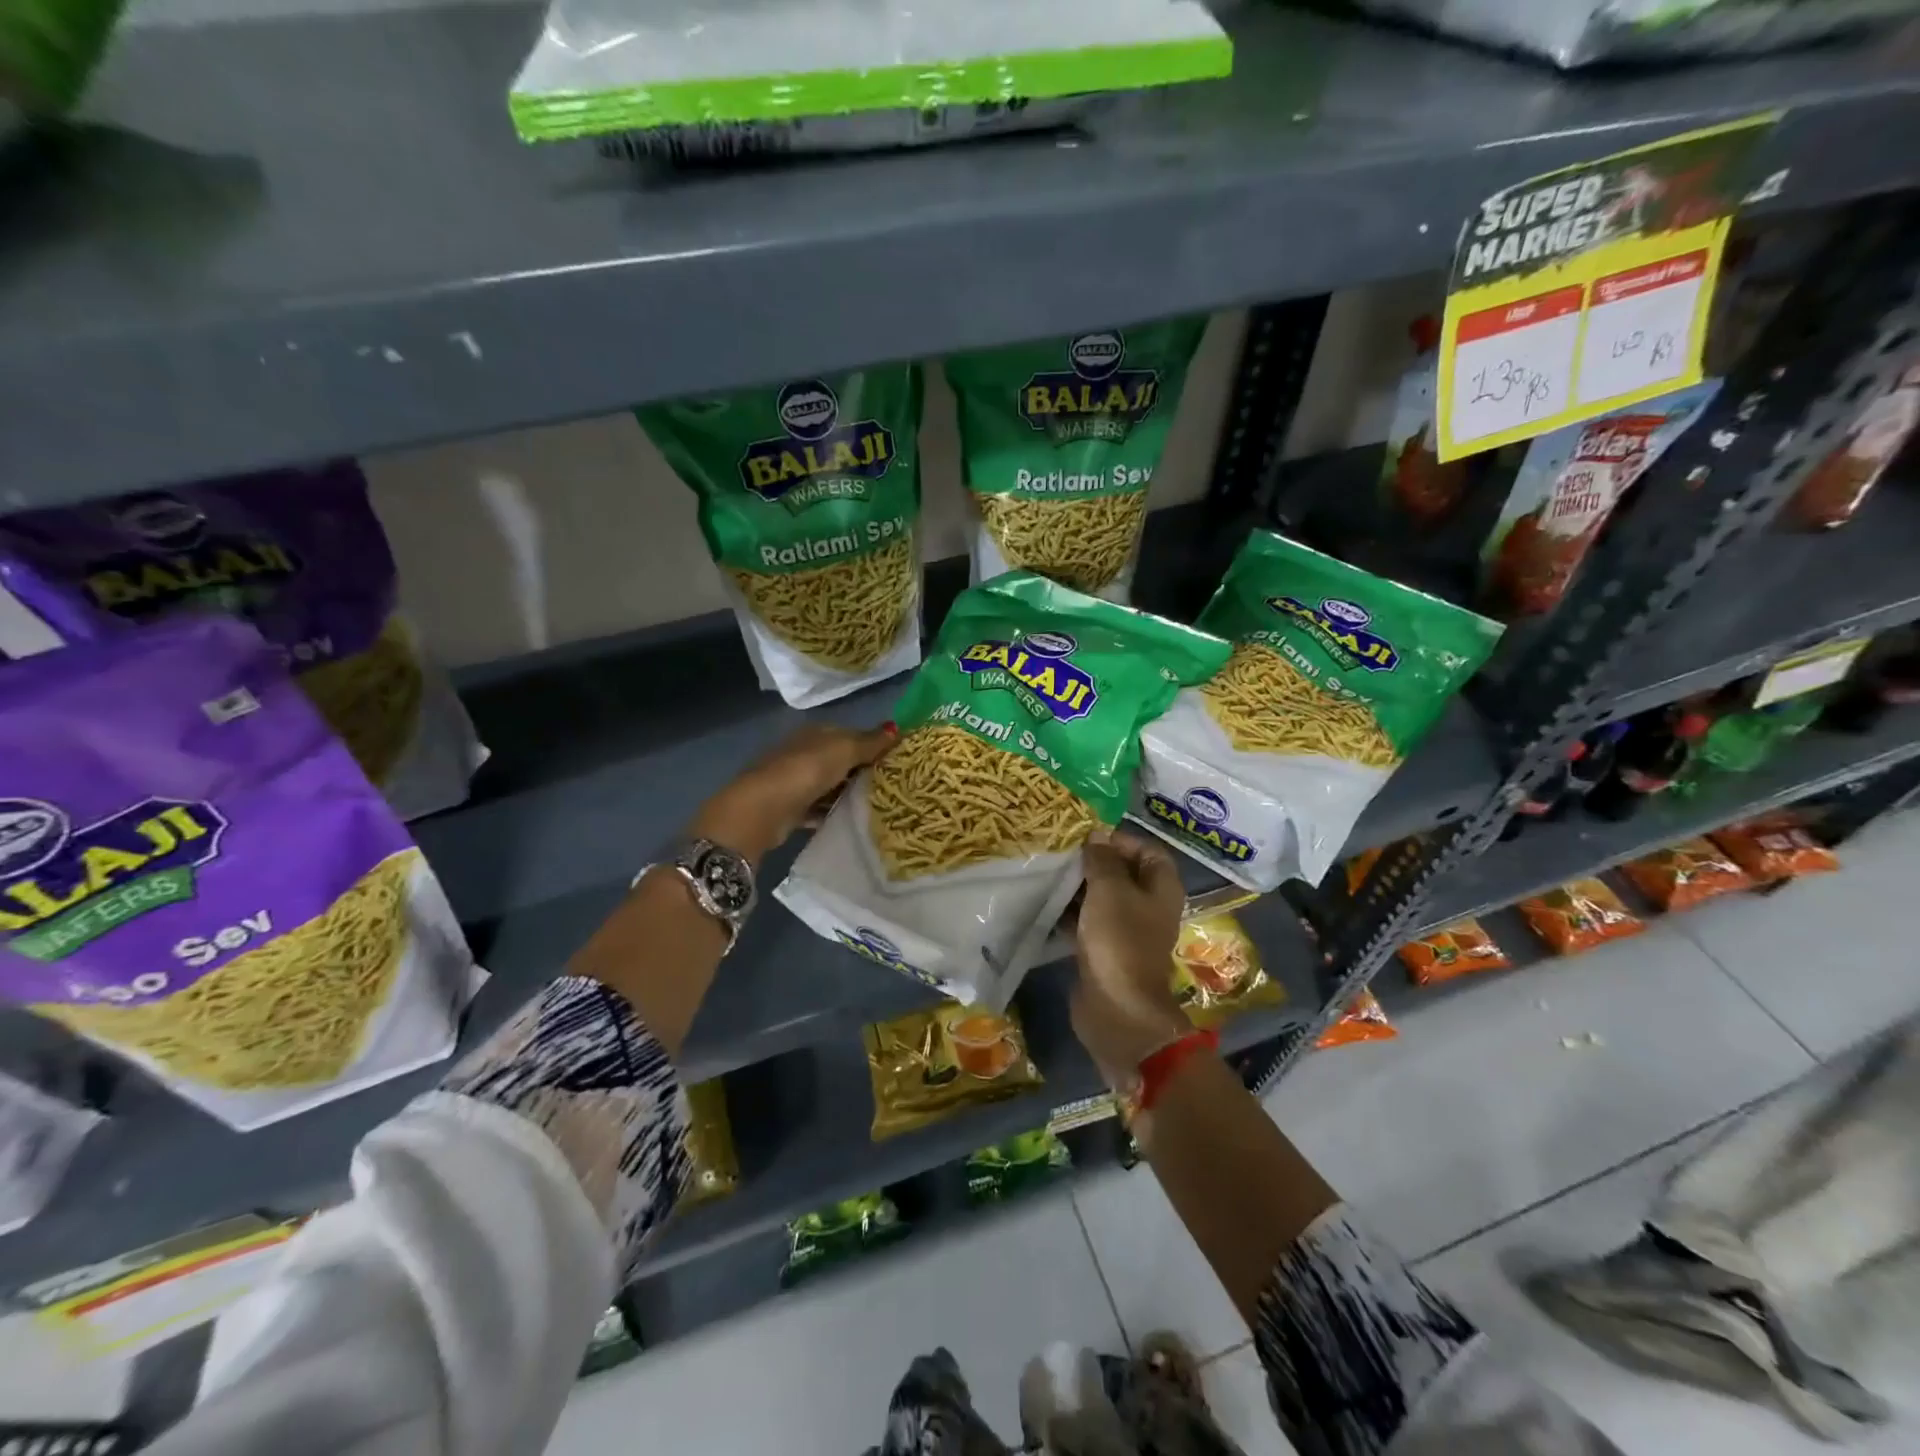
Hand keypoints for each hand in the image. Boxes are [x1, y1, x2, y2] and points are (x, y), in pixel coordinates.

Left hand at [689, 722, 896, 864]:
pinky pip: (819, 809)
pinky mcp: (790, 809)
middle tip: (893, 785)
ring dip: (848, 794)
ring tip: (878, 805)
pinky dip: (832, 813)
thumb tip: (897, 727)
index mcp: (815, 733)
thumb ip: (870, 741)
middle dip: (862, 771)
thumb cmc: (806, 770)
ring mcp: (794, 781)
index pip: (850, 734)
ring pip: (830, 785)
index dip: (873, 744)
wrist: (762, 809)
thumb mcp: (844, 750)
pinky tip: (851, 821)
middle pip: (840, 760)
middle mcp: (803, 753)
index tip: (897, 760)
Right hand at [1071, 831, 1192, 1089]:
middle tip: (1061, 853)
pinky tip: (1046, 904)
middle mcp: (1149, 906)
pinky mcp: (1106, 950)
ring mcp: (1128, 930)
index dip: (1120, 839)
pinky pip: (1089, 922)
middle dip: (1094, 862)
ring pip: (1103, 898)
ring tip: (1050, 874)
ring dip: (1079, 887)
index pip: (1147, 850)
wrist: (1116, 1008)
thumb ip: (1102, 860)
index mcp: (1161, 888)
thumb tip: (1097, 836)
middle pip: (1123, 873)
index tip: (1087, 838)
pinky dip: (1071, 913)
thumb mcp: (1108, 890)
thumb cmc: (1118, 940)